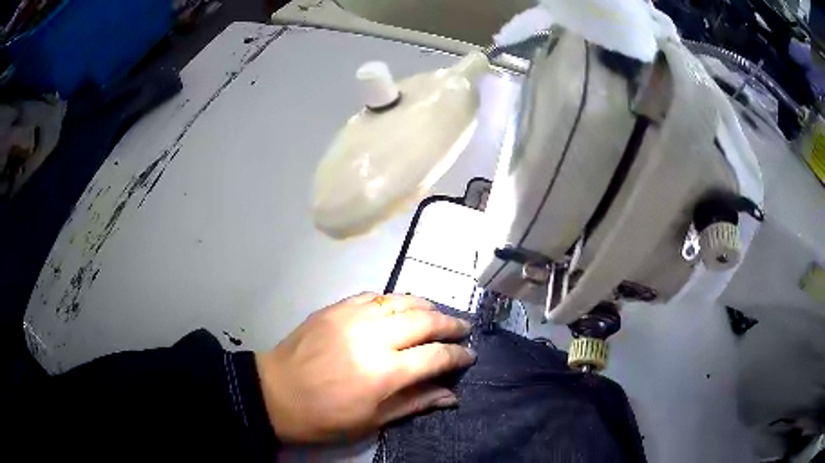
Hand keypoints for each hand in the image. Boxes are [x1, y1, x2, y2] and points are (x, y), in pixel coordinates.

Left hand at [255, 292, 475, 442]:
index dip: (457, 356)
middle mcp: (372, 338)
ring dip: (425, 306)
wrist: (274, 394)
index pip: (435, 356)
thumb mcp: (372, 421)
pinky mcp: (334, 308)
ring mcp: (351, 317)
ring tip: (438, 314)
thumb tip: (451, 395)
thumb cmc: (324, 418)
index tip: (469, 355)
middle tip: (462, 329)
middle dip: (450, 324)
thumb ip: (415, 403)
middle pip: (424, 321)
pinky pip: (372, 295)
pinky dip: (392, 300)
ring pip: (400, 301)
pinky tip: (398, 307)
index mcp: (384, 373)